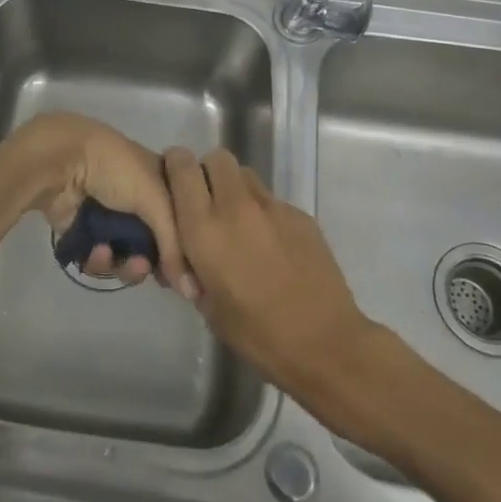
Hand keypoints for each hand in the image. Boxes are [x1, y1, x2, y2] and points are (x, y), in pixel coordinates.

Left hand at [3, 113, 190, 290]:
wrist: (62, 162)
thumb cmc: (116, 170)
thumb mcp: (156, 199)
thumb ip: (174, 244)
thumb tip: (191, 290)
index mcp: (160, 180)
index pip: (181, 218)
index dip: (185, 246)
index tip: (190, 270)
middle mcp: (136, 198)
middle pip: (153, 243)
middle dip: (153, 261)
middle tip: (154, 273)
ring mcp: (108, 216)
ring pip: (126, 256)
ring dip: (127, 266)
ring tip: (125, 264)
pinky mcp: (83, 232)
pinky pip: (99, 259)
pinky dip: (100, 261)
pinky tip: (97, 252)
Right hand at [164, 147, 371, 392]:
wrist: (325, 343)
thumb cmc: (257, 334)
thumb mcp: (207, 306)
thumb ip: (192, 268)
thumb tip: (189, 257)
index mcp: (204, 228)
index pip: (181, 166)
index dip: (174, 167)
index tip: (175, 186)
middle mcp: (236, 206)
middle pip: (217, 158)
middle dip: (208, 173)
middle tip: (208, 205)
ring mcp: (273, 207)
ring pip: (246, 175)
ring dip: (235, 190)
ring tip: (240, 225)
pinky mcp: (301, 216)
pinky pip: (272, 201)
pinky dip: (264, 215)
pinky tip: (272, 248)